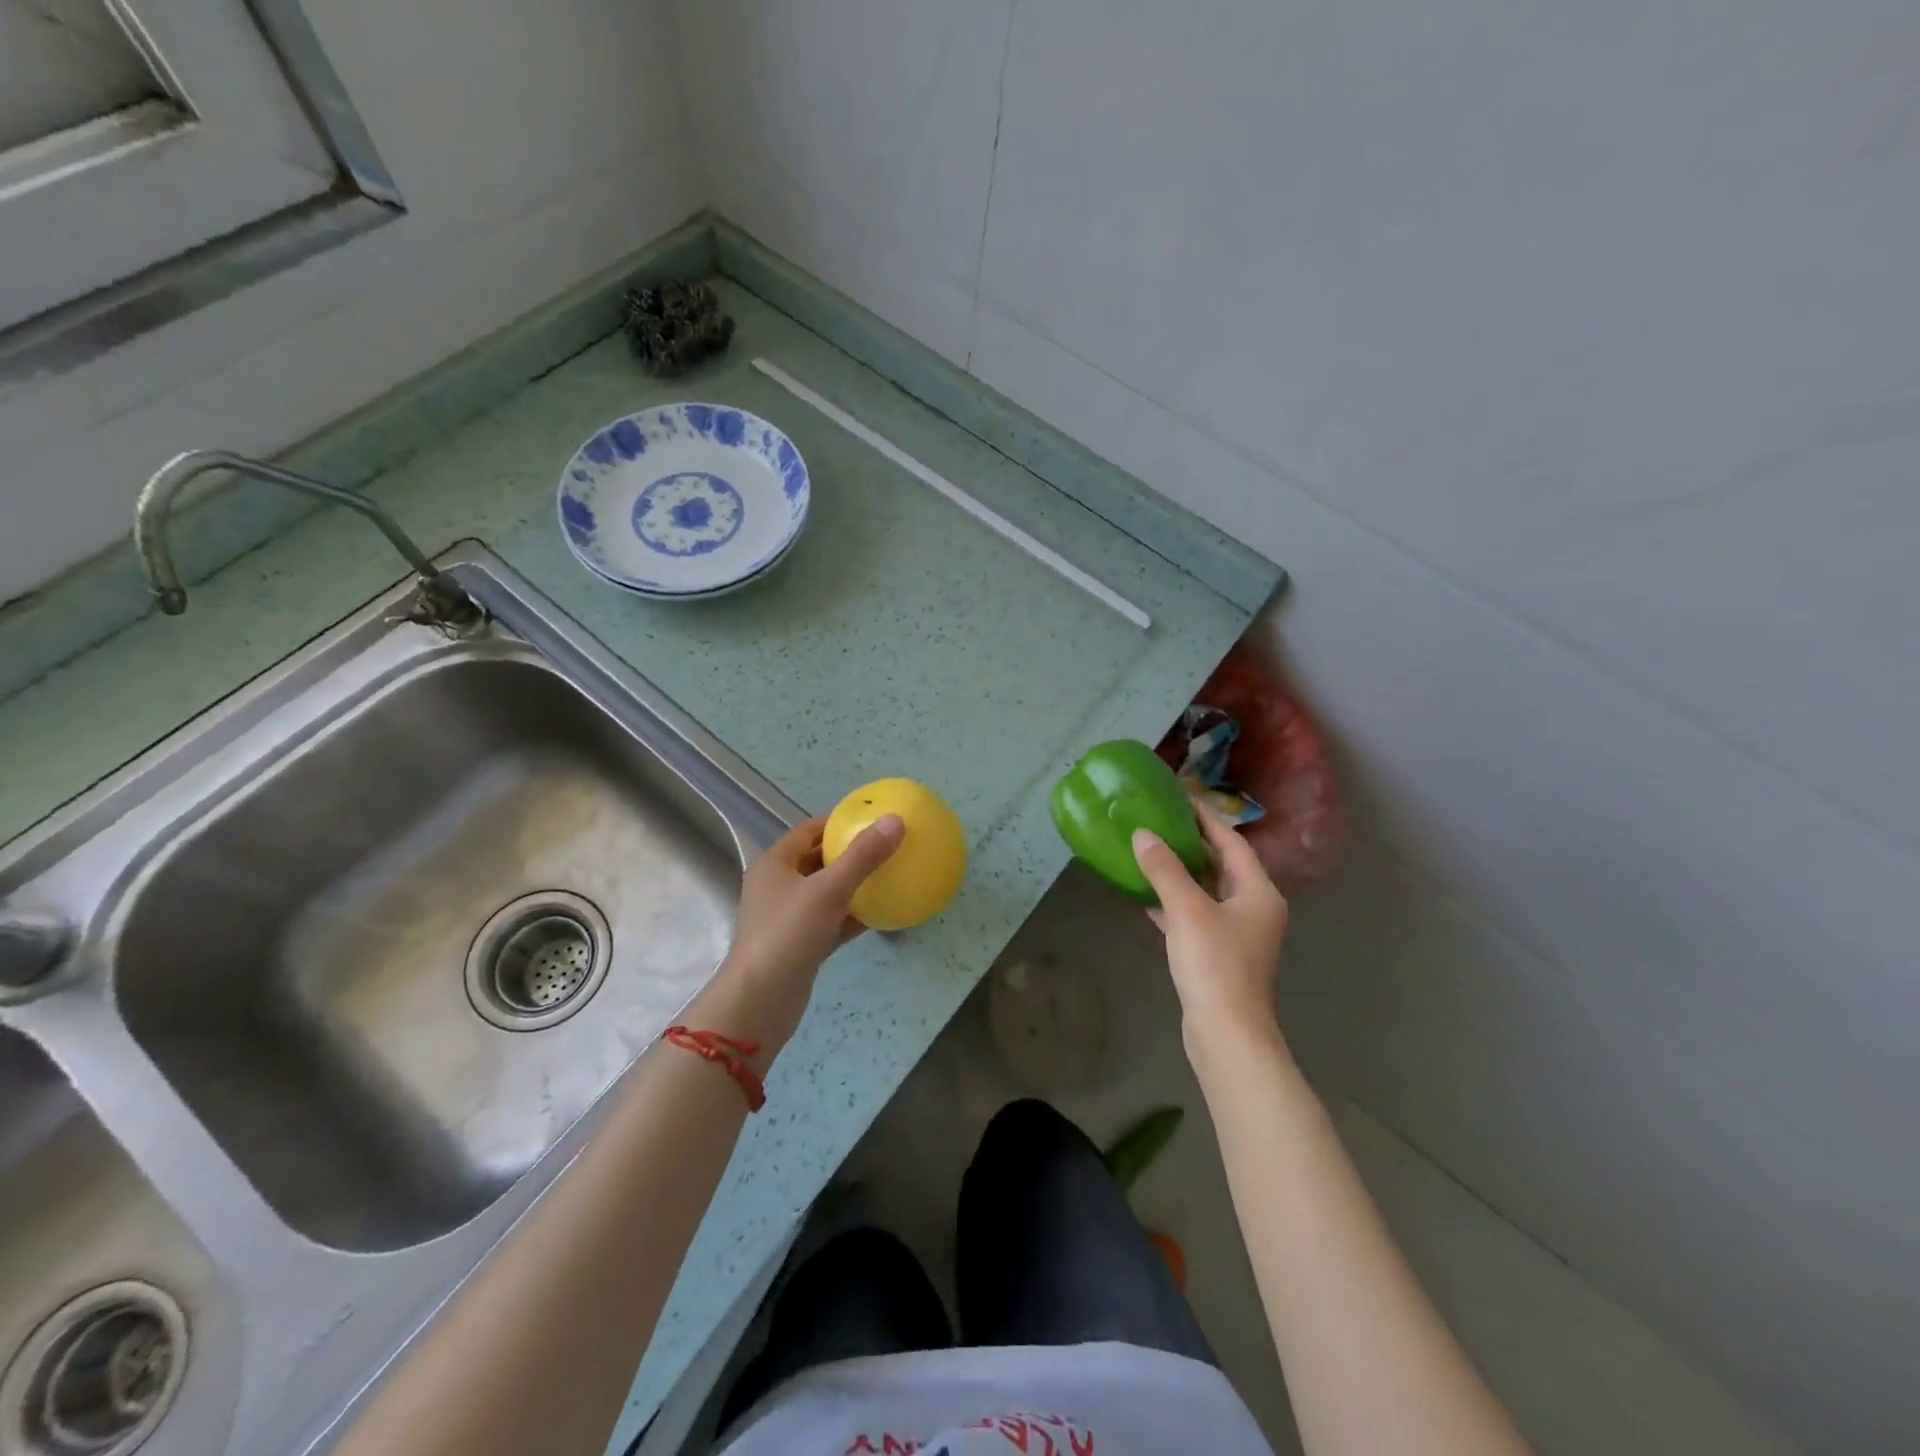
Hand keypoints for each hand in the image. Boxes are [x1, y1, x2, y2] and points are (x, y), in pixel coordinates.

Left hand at [704, 813, 903, 1062]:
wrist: (760, 1003)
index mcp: (775, 864)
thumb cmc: (788, 935)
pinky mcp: (802, 945)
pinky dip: (855, 915)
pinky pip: (833, 921)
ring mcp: (789, 918)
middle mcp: (779, 887)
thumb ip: (862, 856)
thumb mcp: (828, 890)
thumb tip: (895, 820)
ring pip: (828, 892)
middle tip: (887, 844)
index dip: (838, 821)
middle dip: (851, 852)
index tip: (871, 817)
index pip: (808, 831)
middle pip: (819, 860)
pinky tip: (884, 913)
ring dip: (855, 884)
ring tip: (891, 874)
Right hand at [1133, 807, 1288, 1060]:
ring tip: (1148, 852)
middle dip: (1190, 844)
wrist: (1227, 1034)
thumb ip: (1164, 869)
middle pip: (1221, 865)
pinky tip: (1146, 898)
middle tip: (1158, 822)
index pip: (1231, 842)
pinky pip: (1195, 917)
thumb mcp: (1187, 910)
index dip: (1205, 819)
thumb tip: (1143, 833)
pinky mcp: (1218, 956)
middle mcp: (1254, 908)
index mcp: (1258, 892)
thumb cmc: (1215, 965)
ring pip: (1206, 892)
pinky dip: (1174, 905)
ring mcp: (1237, 935)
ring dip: (1179, 874)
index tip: (1179, 798)